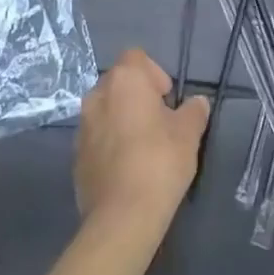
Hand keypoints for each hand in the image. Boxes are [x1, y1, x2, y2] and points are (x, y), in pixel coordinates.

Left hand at [75, 49, 209, 228]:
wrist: (122, 216)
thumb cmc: (159, 162)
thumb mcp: (189, 133)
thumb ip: (194, 111)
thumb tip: (197, 103)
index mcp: (124, 81)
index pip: (136, 57)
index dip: (154, 73)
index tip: (168, 99)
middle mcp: (97, 96)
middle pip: (119, 83)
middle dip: (138, 96)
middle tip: (160, 122)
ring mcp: (82, 127)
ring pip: (105, 111)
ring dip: (122, 119)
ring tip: (144, 147)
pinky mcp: (76, 157)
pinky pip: (97, 138)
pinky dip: (110, 144)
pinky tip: (128, 168)